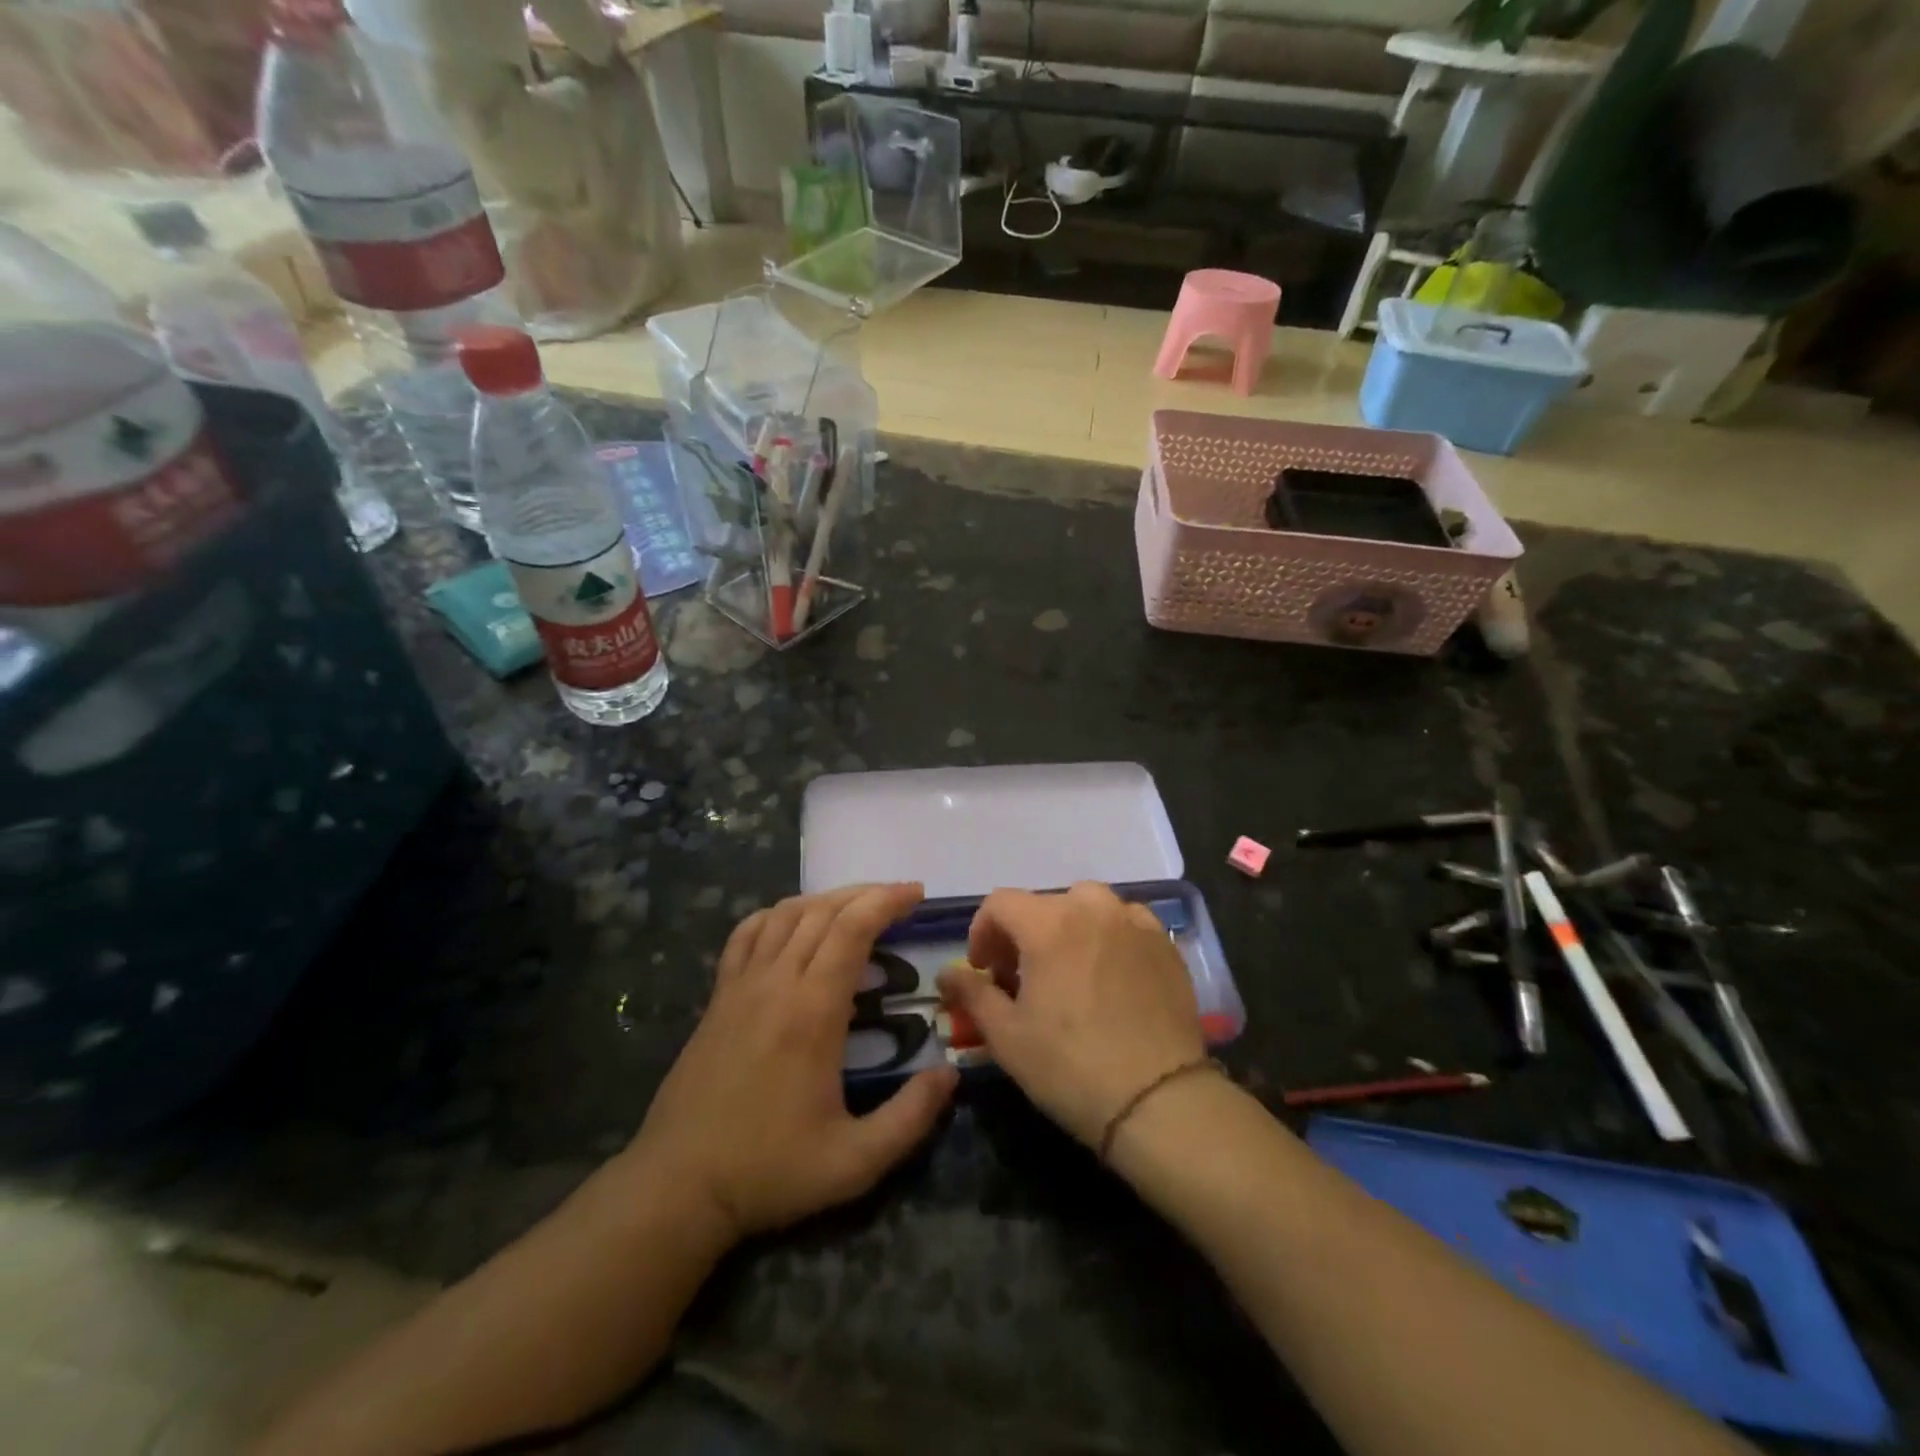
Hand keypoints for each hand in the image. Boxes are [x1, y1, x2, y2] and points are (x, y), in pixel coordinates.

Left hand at [629, 883, 956, 1242]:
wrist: (678, 1185)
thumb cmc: (770, 1170)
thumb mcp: (855, 1162)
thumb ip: (910, 1117)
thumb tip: (950, 1073)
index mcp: (813, 1011)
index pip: (853, 929)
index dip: (887, 901)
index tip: (916, 893)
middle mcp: (777, 982)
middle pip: (823, 911)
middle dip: (866, 894)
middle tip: (900, 897)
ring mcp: (741, 985)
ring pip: (786, 914)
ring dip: (826, 899)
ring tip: (856, 905)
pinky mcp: (718, 997)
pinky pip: (747, 934)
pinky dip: (776, 915)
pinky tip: (792, 922)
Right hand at [937, 882, 1204, 1148]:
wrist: (1159, 1100)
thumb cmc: (1071, 1066)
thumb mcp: (1006, 1036)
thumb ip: (972, 994)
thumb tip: (946, 973)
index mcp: (1049, 924)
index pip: (1001, 903)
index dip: (982, 932)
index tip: (983, 971)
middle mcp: (1093, 909)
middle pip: (1044, 903)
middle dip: (1023, 934)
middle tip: (1021, 978)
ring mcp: (1135, 923)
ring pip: (1089, 905)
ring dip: (1068, 927)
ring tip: (1068, 970)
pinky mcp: (1165, 945)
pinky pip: (1127, 922)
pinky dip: (1109, 935)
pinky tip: (1110, 974)